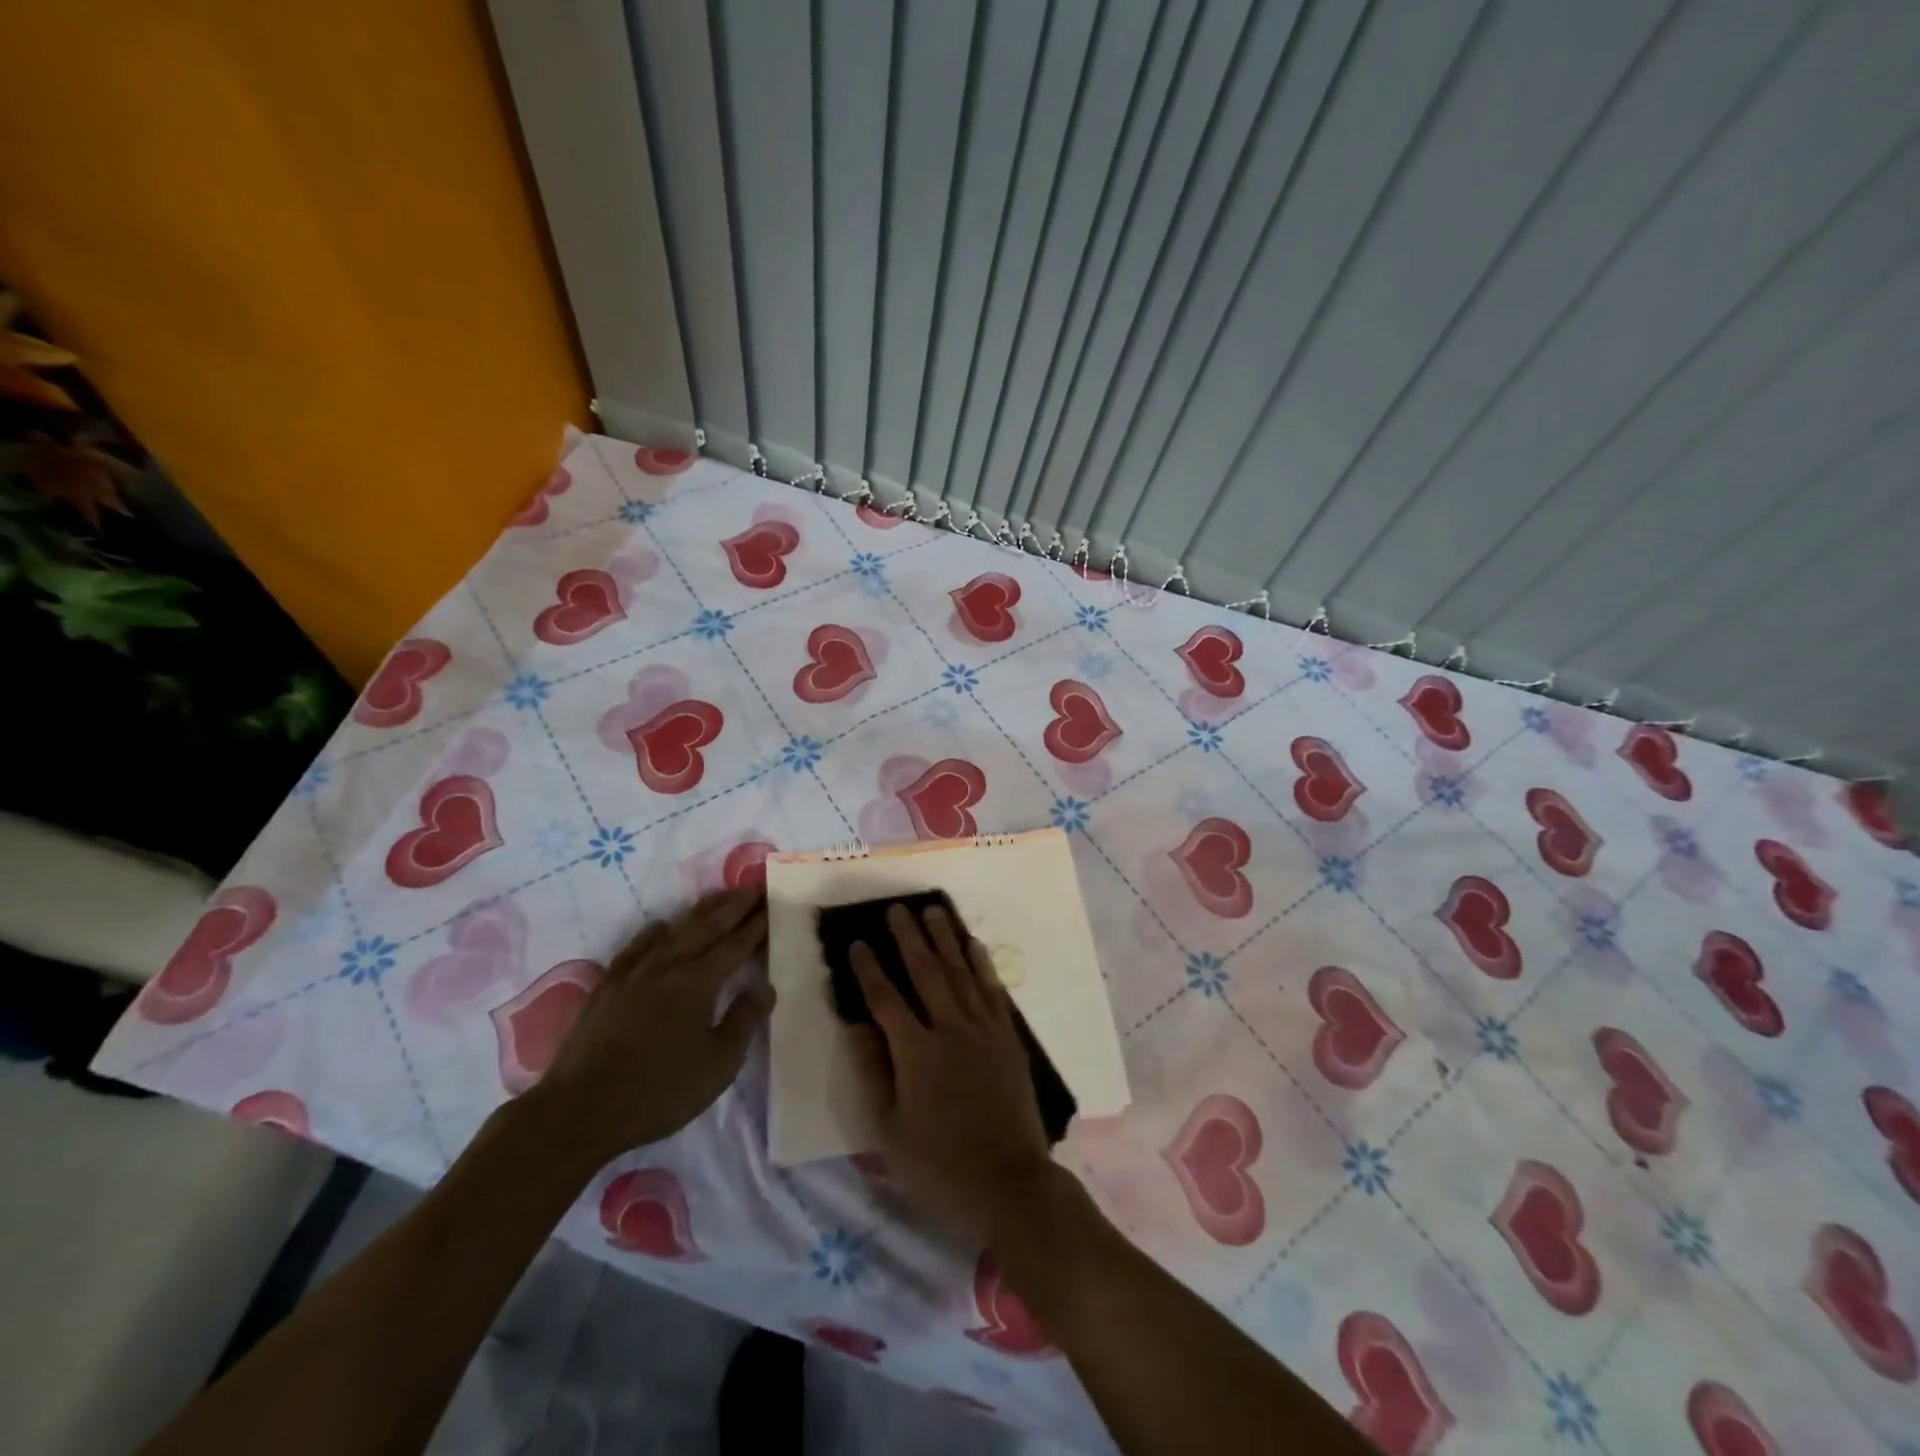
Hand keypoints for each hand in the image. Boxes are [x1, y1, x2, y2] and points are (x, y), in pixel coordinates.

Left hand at [530, 888, 772, 1166]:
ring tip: (719, 897)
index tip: (772, 903)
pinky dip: (656, 931)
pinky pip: (637, 946)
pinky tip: (662, 927)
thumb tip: (765, 987)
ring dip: (700, 911)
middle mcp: (668, 965)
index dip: (756, 924)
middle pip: (707, 926)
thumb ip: (744, 1020)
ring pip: (674, 929)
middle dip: (733, 906)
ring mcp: (634, 973)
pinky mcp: (607, 986)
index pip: (735, 944)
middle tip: (753, 888)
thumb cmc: (659, 1091)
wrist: (580, 1111)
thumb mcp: (718, 1065)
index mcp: (698, 982)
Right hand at [849, 902, 1055, 1242]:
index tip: (856, 943)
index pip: (885, 999)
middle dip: (908, 938)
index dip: (868, 970)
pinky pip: (993, 990)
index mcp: (916, 1053)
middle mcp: (950, 1029)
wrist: (1009, 1184)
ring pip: (960, 972)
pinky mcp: (1008, 1038)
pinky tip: (973, 945)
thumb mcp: (889, 1132)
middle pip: (926, 972)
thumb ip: (873, 1072)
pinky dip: (981, 964)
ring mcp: (983, 1030)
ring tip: (933, 911)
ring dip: (945, 939)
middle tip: (896, 908)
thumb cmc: (939, 1167)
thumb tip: (857, 1025)